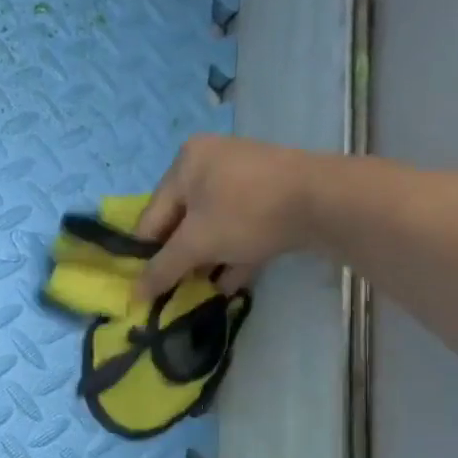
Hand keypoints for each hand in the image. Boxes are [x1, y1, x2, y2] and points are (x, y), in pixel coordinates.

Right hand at [133, 134, 323, 299]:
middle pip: (183, 222)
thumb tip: (134, 295)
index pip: (152, 216)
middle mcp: (212, 162)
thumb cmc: (245, 213)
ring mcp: (245, 176)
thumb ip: (162, 269)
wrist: (324, 201)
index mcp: (185, 163)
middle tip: (178, 290)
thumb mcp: (196, 244)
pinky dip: (233, 254)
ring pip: (214, 226)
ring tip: (203, 292)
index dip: (147, 255)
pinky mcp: (272, 194)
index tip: (148, 288)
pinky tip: (230, 284)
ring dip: (208, 261)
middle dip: (182, 259)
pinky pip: (241, 227)